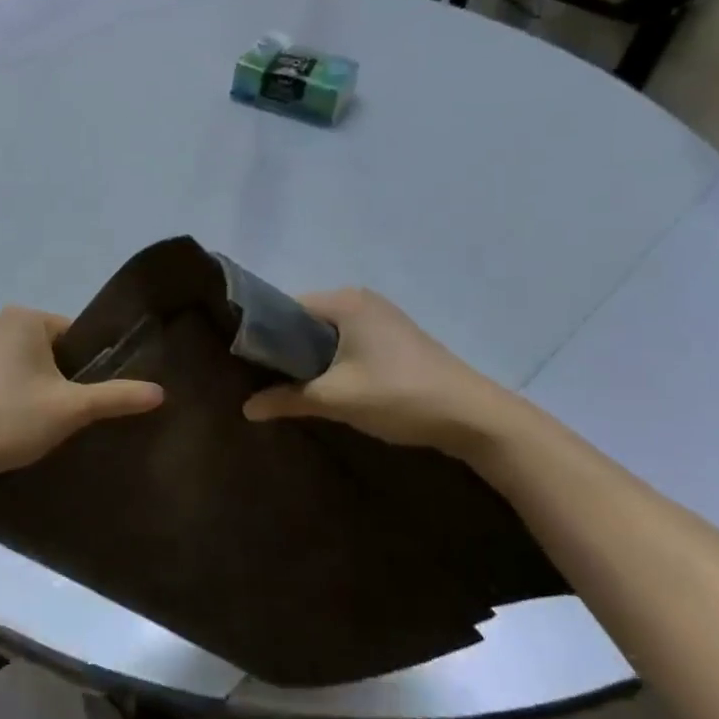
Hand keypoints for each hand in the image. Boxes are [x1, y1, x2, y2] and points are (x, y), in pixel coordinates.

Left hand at [0, 306, 164, 491]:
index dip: (84, 367)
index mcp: (22, 319)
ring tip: (35, 424)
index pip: (71, 336)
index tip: (82, 398)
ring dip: (29, 388)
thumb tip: (161, 392)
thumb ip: (117, 396)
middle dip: (57, 378)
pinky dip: (3, 397)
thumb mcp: (73, 409)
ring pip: (18, 366)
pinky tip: (7, 425)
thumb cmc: (14, 420)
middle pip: (45, 350)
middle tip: (63, 414)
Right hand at [242, 288, 526, 455]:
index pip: (285, 307)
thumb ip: (288, 399)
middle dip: (285, 349)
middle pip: (306, 320)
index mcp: (345, 302)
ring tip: (289, 386)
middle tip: (263, 379)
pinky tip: (327, 387)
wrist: (473, 417)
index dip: (262, 334)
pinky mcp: (395, 340)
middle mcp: (361, 301)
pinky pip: (348, 343)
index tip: (245, 362)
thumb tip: (245, 408)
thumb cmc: (398, 395)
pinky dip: (332, 361)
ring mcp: (382, 319)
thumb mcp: (336, 399)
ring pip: (328, 334)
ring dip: (310, 358)